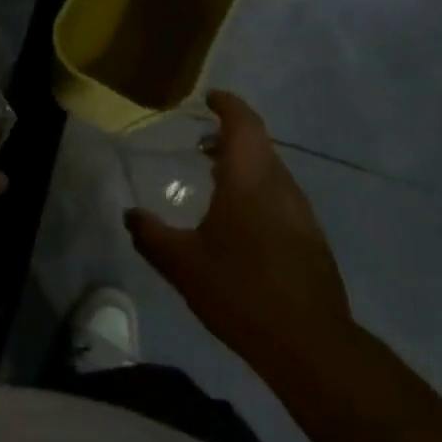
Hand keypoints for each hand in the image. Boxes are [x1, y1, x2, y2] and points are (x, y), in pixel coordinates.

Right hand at [125, 91, 352, 366]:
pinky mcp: (311, 237)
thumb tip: (129, 214)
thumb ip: (151, 235)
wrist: (309, 343)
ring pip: (271, 170)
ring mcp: (301, 211)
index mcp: (249, 178)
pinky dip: (258, 189)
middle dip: (231, 134)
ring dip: (245, 163)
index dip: (228, 104)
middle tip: (202, 140)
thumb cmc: (240, 291)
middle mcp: (279, 185)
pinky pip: (280, 195)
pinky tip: (239, 219)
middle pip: (259, 143)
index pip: (243, 122)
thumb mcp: (182, 264)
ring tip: (214, 176)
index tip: (209, 97)